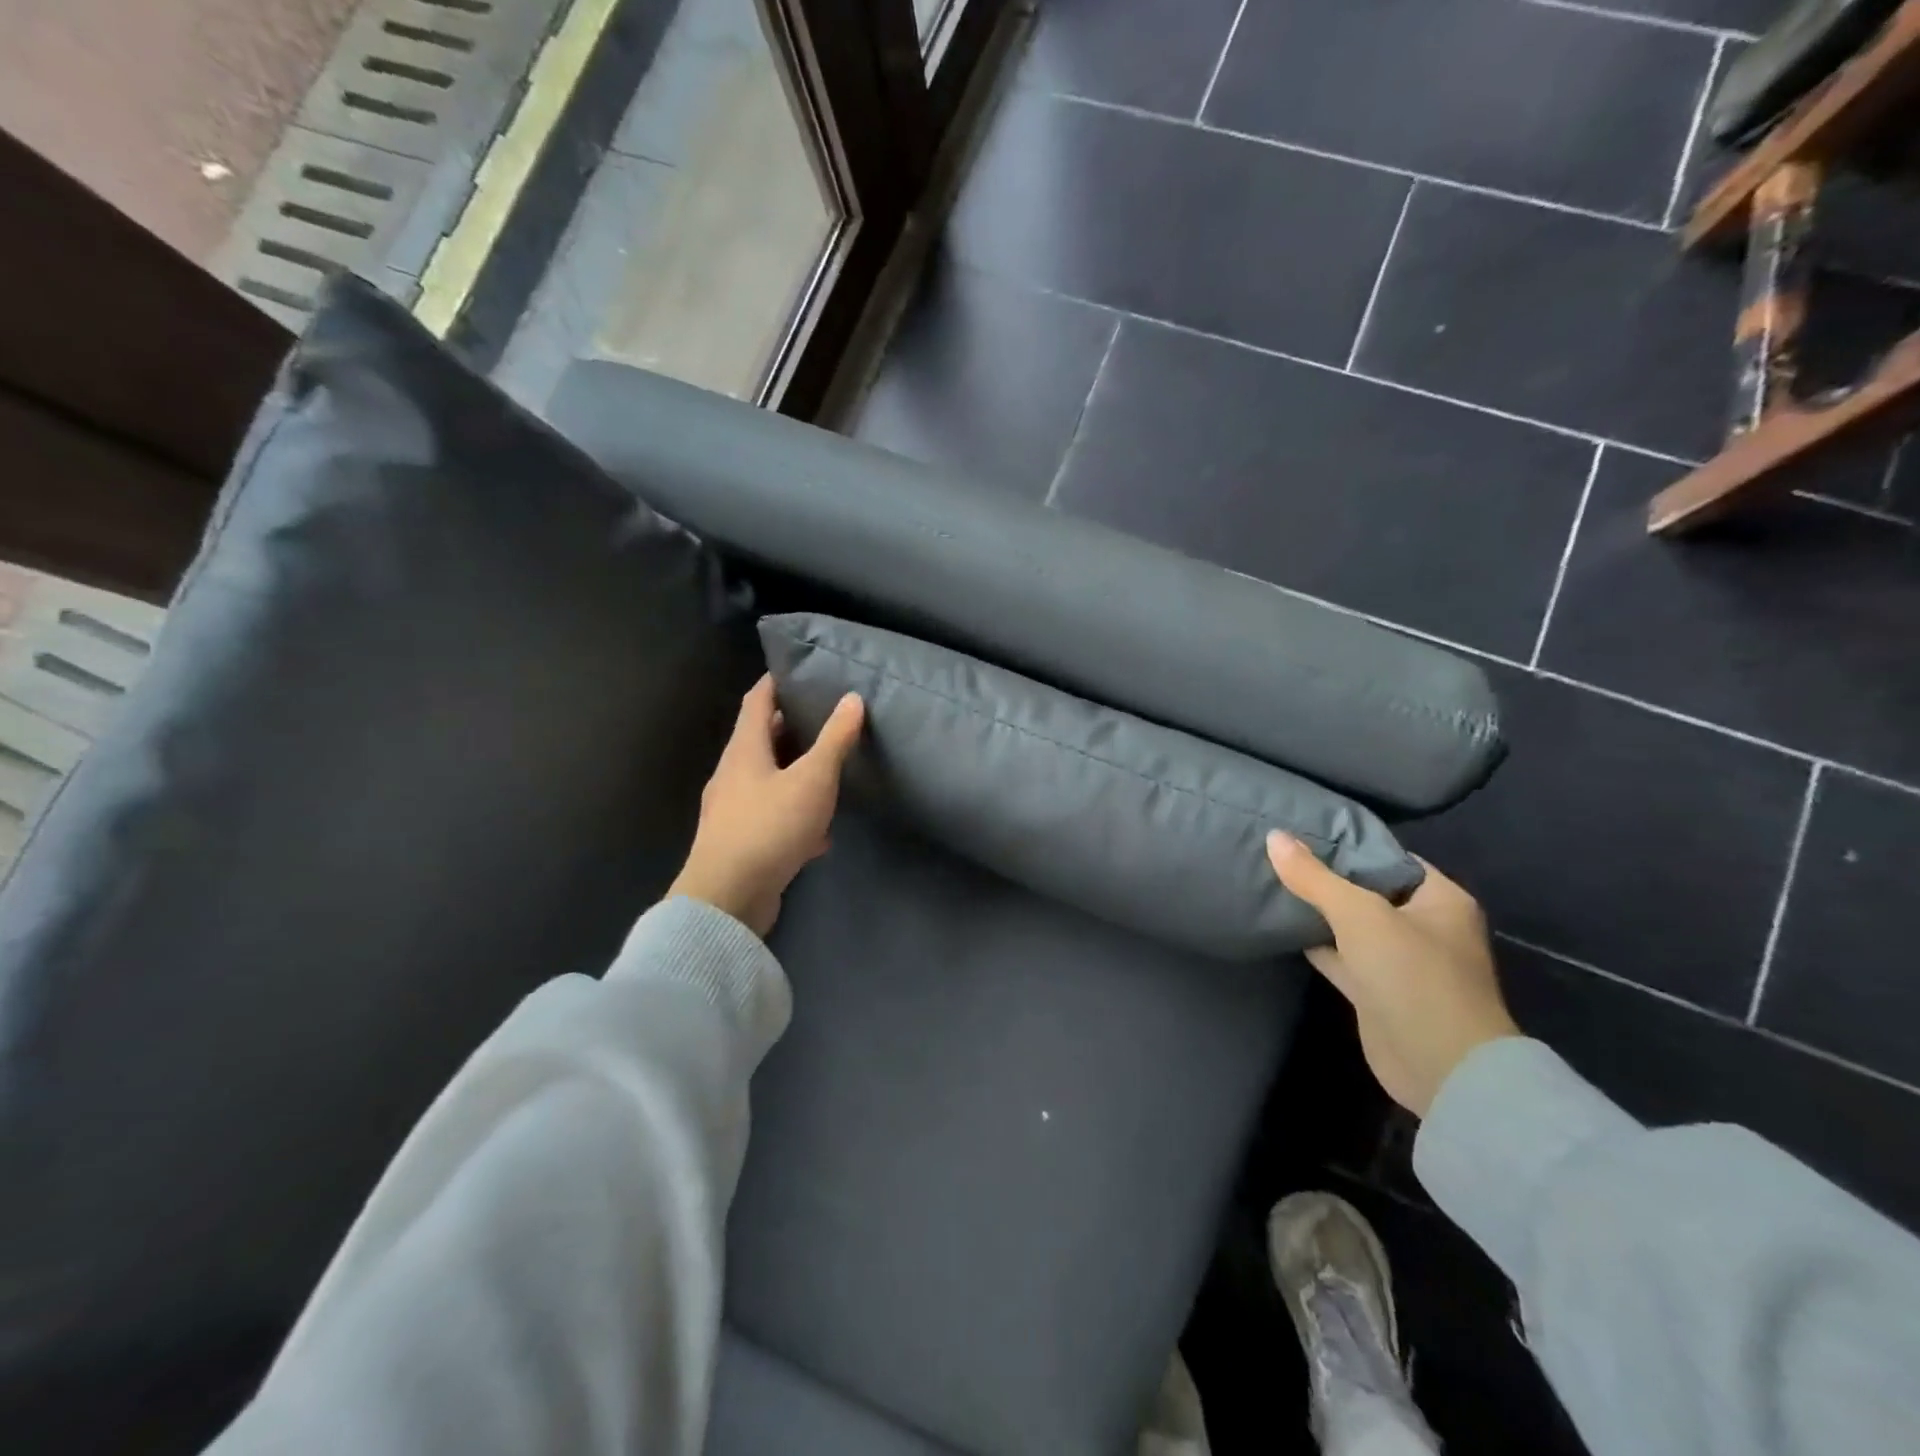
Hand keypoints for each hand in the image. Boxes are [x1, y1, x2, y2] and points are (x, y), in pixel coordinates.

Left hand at [668, 676, 864, 937]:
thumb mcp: (813, 779)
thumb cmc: (769, 827)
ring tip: (828, 770)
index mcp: (744, 751)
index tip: (798, 670)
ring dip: (795, 773)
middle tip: (824, 717)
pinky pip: (771, 817)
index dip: (775, 682)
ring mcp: (733, 811)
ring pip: (768, 780)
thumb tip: (852, 699)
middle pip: (761, 740)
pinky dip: (794, 815)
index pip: (756, 701)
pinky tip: (820, 834)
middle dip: (790, 727)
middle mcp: (732, 775)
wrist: (728, 899)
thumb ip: (834, 740)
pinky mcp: (740, 844)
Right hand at [1267, 832, 1518, 1116]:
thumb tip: (1273, 836)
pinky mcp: (1378, 992)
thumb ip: (1314, 877)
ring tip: (1272, 883)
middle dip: (1328, 878)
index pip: (1391, 858)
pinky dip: (1317, 944)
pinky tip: (1282, 927)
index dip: (1350, 845)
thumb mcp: (1359, 914)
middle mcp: (1426, 927)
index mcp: (1441, 900)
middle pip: (1368, 891)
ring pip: (1352, 926)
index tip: (1303, 833)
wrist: (1440, 1068)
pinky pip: (1342, 956)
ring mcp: (1401, 962)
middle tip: (1279, 856)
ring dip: (1319, 913)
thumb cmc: (1412, 975)